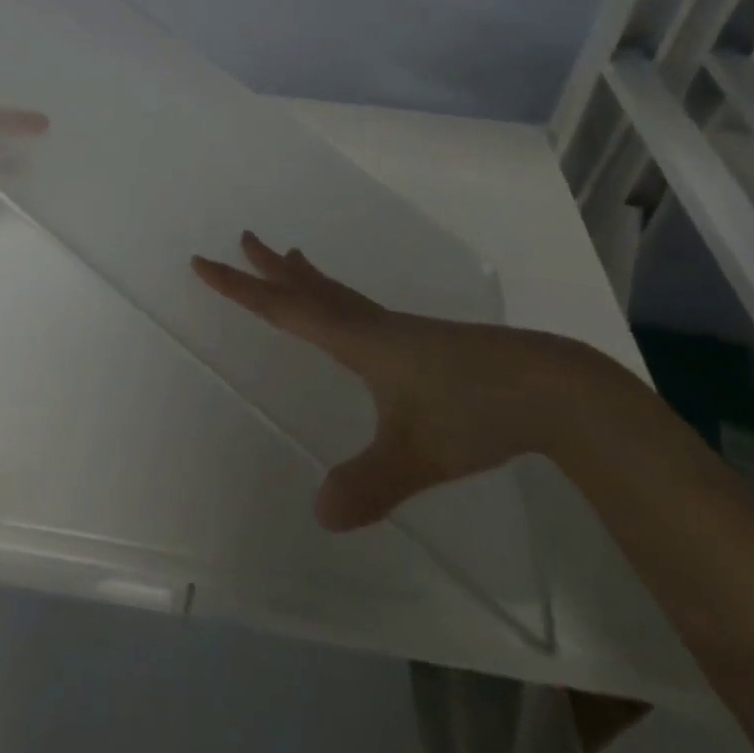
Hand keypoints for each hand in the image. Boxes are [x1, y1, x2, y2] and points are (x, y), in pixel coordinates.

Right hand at [192, 232, 584, 530]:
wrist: (549, 387)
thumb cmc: (473, 411)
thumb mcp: (416, 454)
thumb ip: (368, 483)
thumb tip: (319, 514)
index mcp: (357, 339)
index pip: (284, 309)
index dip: (240, 288)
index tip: (204, 263)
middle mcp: (371, 326)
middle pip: (309, 288)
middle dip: (270, 268)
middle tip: (244, 239)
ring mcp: (400, 330)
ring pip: (338, 294)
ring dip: (306, 277)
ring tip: (289, 257)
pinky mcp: (423, 341)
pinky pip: (361, 308)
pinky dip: (337, 297)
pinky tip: (357, 319)